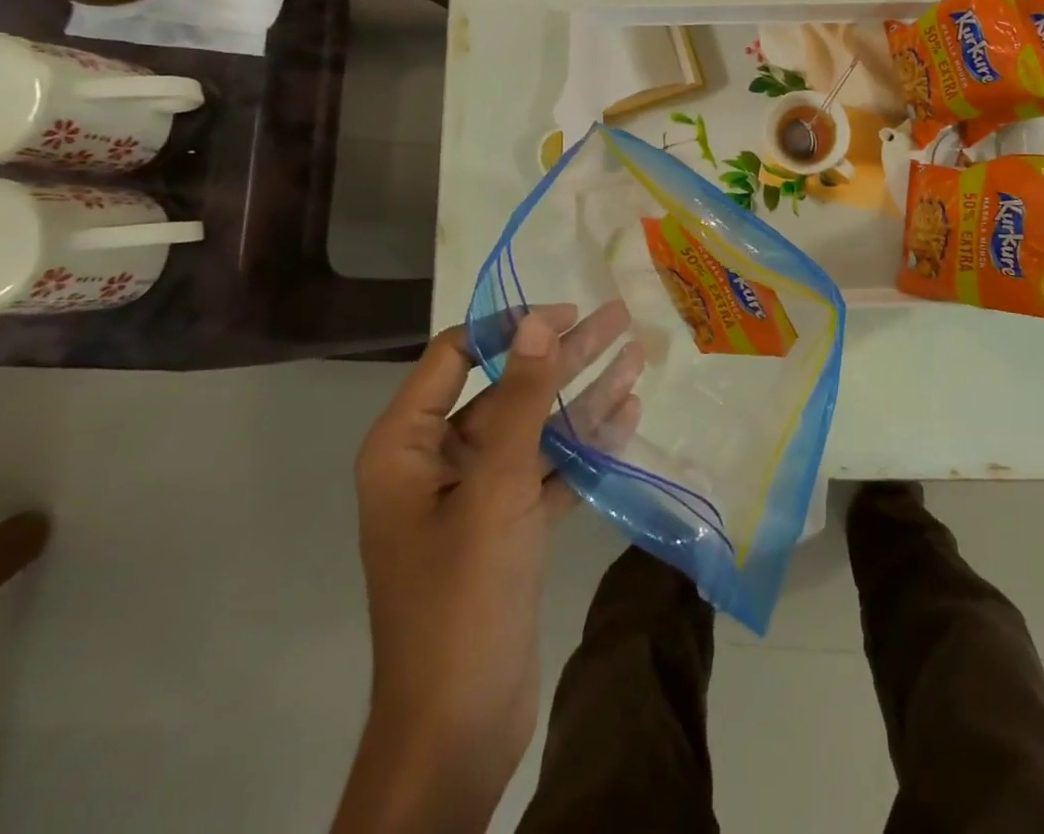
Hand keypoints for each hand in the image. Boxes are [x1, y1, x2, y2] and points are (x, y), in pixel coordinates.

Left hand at [336, 303, 638, 833]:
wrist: (457, 731)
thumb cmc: (462, 597)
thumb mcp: (495, 488)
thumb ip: (520, 400)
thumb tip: (537, 321)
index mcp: (406, 445)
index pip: (456, 354)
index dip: (510, 326)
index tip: (565, 311)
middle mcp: (436, 461)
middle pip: (506, 387)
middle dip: (563, 354)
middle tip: (618, 318)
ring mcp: (474, 495)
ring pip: (534, 427)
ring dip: (584, 394)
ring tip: (636, 355)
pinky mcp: (507, 526)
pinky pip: (548, 469)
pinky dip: (585, 444)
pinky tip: (628, 414)